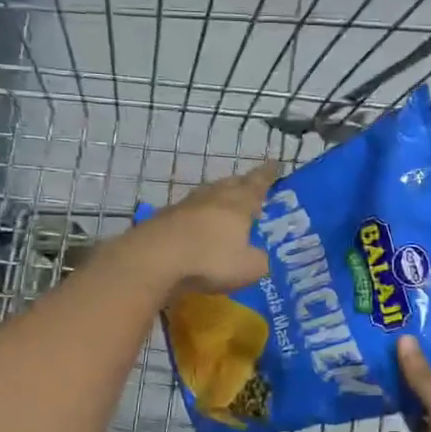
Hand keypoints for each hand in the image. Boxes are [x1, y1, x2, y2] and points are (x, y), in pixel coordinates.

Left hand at [139, 163, 277, 295]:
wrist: (154, 259)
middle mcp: (214, 196)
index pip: (259, 183)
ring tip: (226, 205)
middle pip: (232, 183)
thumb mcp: (249, 267)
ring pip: (209, 194)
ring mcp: (186, 205)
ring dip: (219, 197)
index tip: (275, 164)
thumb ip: (261, 260)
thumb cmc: (210, 259)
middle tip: (252, 186)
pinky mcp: (165, 217)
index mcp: (239, 203)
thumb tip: (261, 257)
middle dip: (244, 183)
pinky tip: (198, 226)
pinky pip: (189, 211)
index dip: (269, 174)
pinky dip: (198, 215)